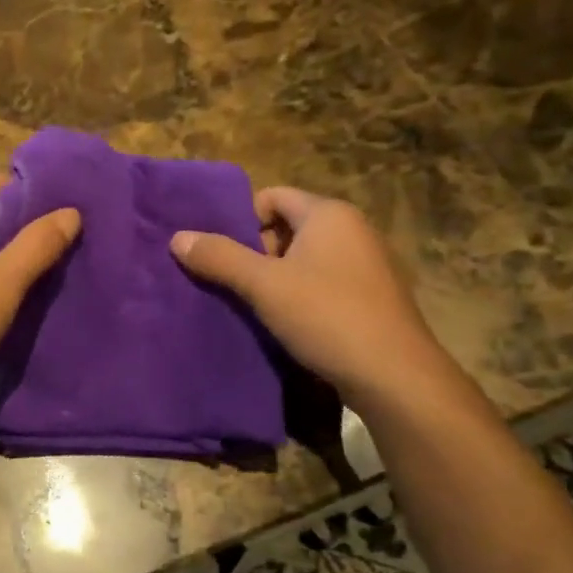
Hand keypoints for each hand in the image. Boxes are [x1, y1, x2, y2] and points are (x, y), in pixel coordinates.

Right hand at [170, 188, 452, 407]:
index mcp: (329, 215)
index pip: (273, 196)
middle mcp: (353, 230)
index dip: (241, 219)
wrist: (395, 376)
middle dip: (255, 250)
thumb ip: (219, 257)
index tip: (220, 251)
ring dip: (275, 276)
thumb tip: (177, 237)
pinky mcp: (373, 297)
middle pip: (288, 226)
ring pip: (305, 258)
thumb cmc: (326, 316)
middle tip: (231, 280)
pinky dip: (300, 294)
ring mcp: (368, 264)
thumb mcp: (263, 285)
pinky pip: (324, 282)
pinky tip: (285, 322)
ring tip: (251, 304)